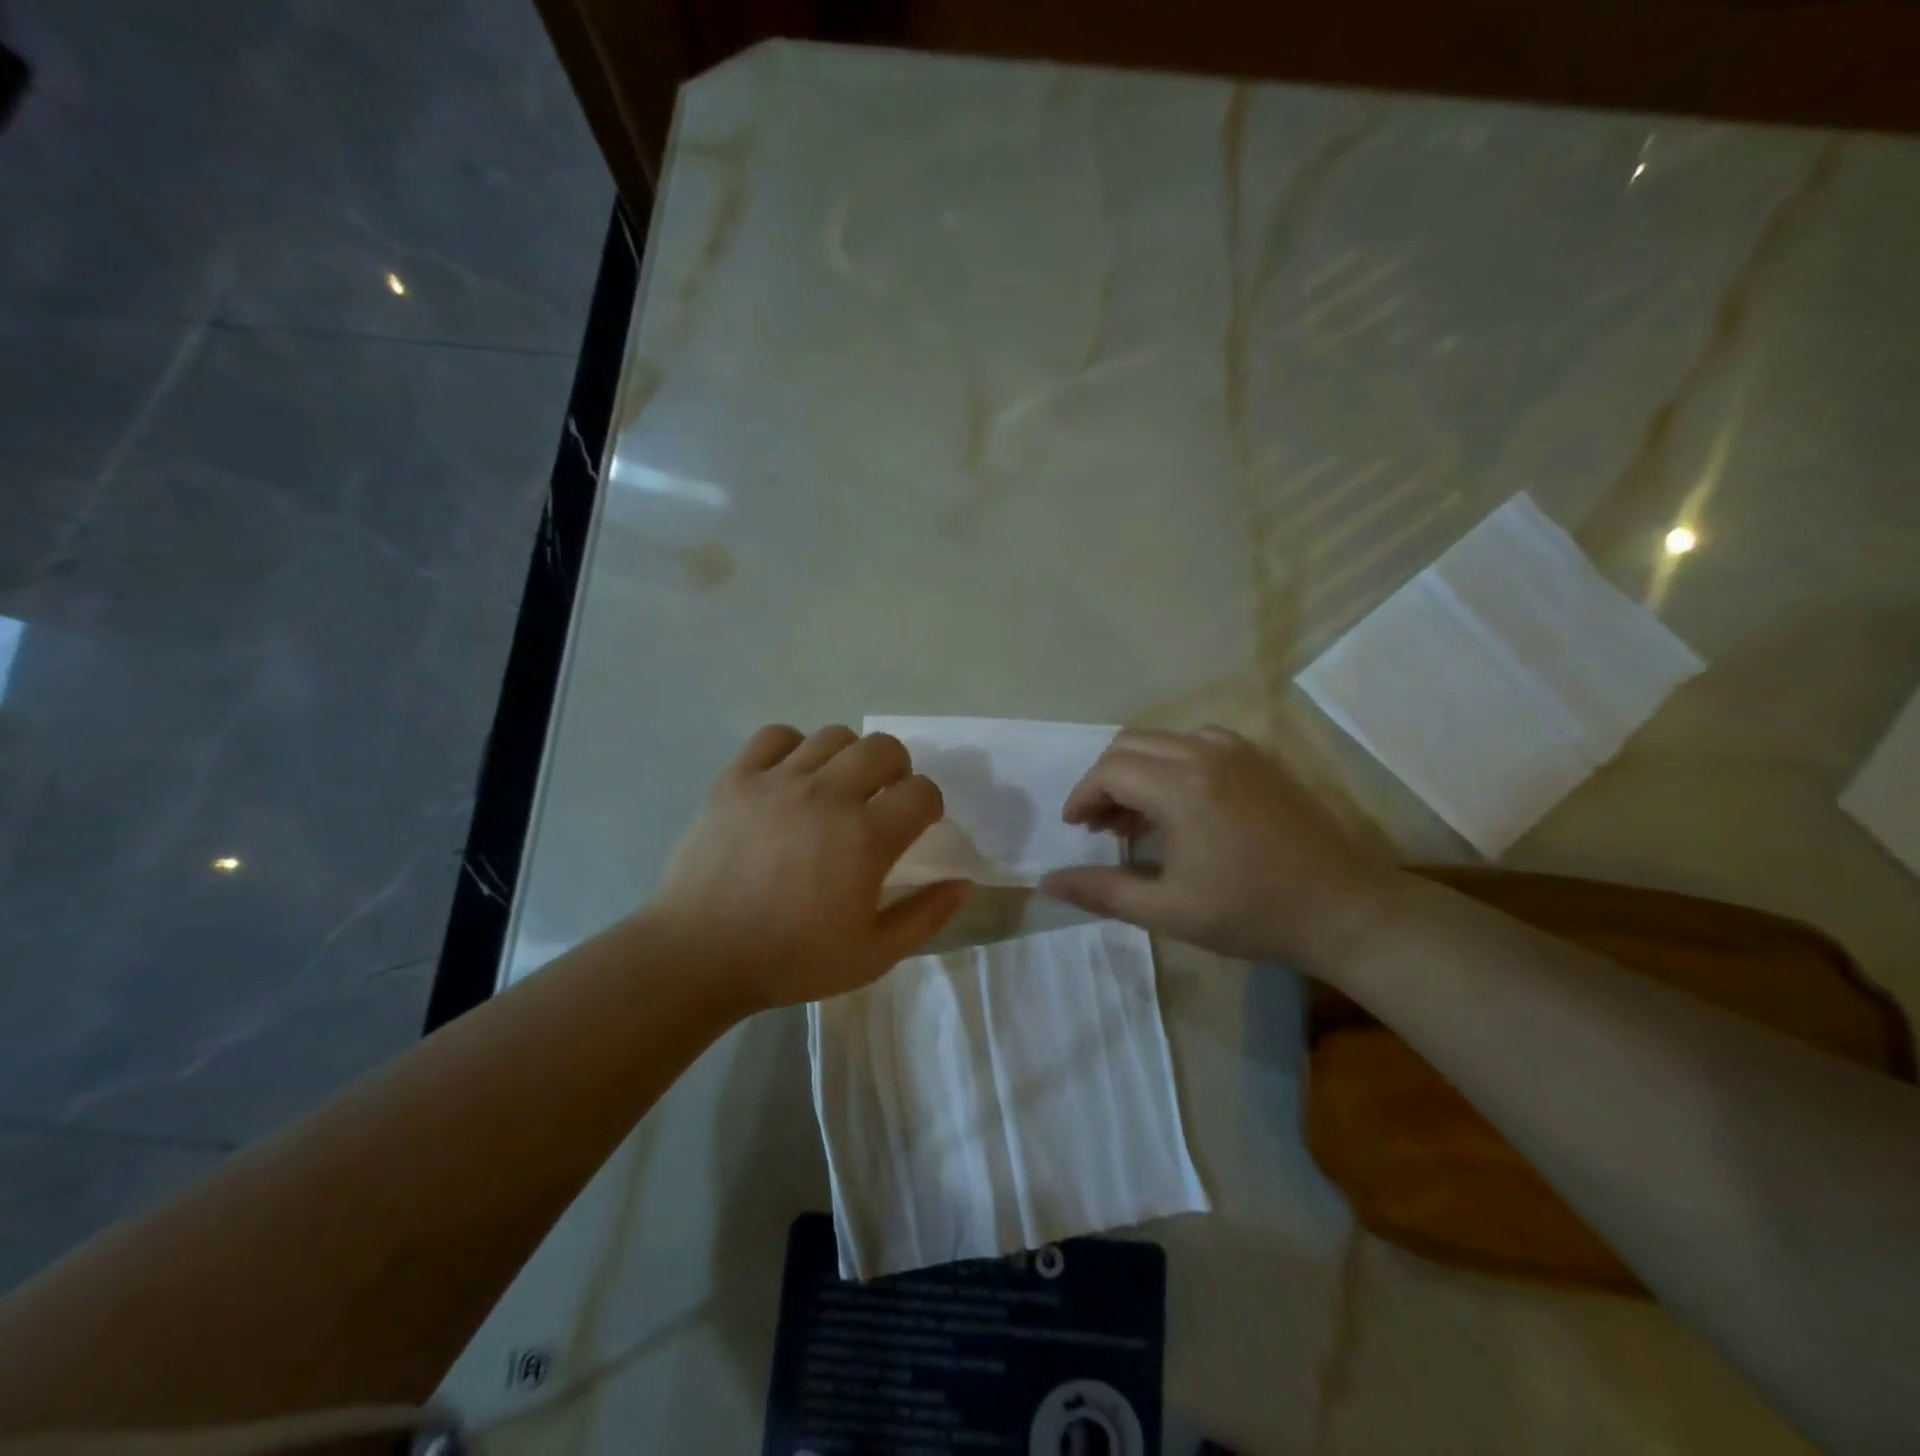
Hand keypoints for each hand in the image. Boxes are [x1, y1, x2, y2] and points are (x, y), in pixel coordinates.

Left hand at [649, 724, 972, 1008]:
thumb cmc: (790, 960)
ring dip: (849, 757)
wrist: (698, 956)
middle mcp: (827, 795)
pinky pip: (777, 735)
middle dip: (897, 770)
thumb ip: (925, 917)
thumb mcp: (872, 955)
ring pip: (834, 736)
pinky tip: (791, 778)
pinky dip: (794, 747)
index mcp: (865, 837)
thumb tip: (965, 884)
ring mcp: (778, 781)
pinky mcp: (736, 778)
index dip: (929, 806)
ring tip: (837, 788)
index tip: (916, 826)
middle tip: (882, 801)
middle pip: (884, 748)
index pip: (922, 791)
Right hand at [1039, 727, 1399, 968]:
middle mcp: (1205, 753)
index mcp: (1181, 787)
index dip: (1083, 796)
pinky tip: (1181, 802)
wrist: (1345, 909)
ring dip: (1137, 769)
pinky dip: (1171, 763)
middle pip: (1130, 746)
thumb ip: (1102, 891)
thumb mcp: (1168, 910)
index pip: (1110, 771)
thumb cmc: (1252, 912)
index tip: (1075, 828)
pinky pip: (1197, 742)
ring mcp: (1238, 751)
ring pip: (1163, 740)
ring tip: (1137, 816)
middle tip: (1101, 826)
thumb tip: (1047, 882)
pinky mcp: (1260, 758)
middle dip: (1105, 781)